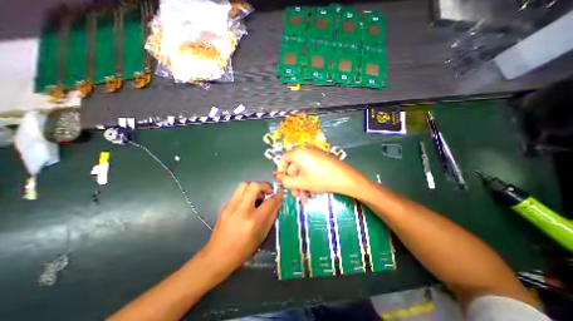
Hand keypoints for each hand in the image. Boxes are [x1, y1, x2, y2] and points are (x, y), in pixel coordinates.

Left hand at [202, 182, 282, 274]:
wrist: (217, 255)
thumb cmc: (243, 249)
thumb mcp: (262, 235)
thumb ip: (271, 217)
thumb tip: (277, 203)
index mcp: (253, 221)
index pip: (269, 202)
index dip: (278, 195)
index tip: (281, 192)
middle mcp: (241, 210)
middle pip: (254, 186)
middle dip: (264, 186)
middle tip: (268, 192)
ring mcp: (230, 206)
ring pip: (244, 185)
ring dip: (254, 187)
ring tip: (257, 195)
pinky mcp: (224, 206)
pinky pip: (237, 192)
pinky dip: (245, 193)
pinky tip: (247, 203)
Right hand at [273, 147, 361, 201]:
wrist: (345, 178)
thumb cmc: (321, 179)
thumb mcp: (302, 183)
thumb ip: (287, 181)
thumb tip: (279, 178)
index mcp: (298, 153)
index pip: (284, 159)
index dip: (281, 171)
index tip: (283, 181)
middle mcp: (305, 151)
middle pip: (294, 167)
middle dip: (294, 183)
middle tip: (296, 196)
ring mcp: (314, 154)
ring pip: (303, 170)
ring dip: (302, 184)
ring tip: (305, 198)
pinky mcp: (321, 159)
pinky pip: (310, 168)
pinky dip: (309, 179)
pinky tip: (313, 192)